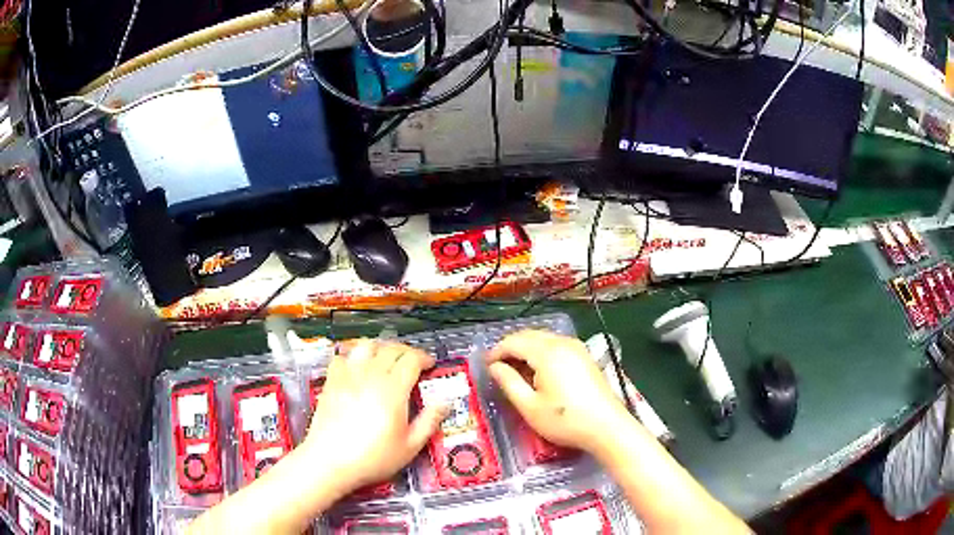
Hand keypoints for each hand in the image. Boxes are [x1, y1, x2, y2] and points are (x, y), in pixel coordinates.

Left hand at [300, 339, 447, 497]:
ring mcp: (347, 376)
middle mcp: (370, 376)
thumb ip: (429, 421)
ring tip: (386, 358)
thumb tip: (444, 402)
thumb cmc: (372, 458)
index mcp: (393, 390)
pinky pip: (342, 357)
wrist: (330, 461)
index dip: (423, 358)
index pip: (411, 360)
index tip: (430, 365)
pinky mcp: (331, 382)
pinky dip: (353, 357)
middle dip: (406, 351)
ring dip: (380, 347)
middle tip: (413, 362)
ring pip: (366, 346)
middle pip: (390, 349)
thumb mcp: (409, 446)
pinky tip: (357, 368)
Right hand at [487, 330, 629, 453]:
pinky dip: (542, 351)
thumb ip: (508, 383)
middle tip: (497, 367)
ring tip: (515, 370)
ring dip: (526, 348)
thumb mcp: (530, 407)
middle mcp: (563, 343)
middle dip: (510, 347)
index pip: (514, 341)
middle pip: (529, 335)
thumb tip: (494, 367)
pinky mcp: (585, 356)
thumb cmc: (565, 421)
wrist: (607, 427)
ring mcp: (577, 348)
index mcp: (547, 353)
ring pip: (544, 338)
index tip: (485, 365)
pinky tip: (538, 371)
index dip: (496, 351)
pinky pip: (557, 345)